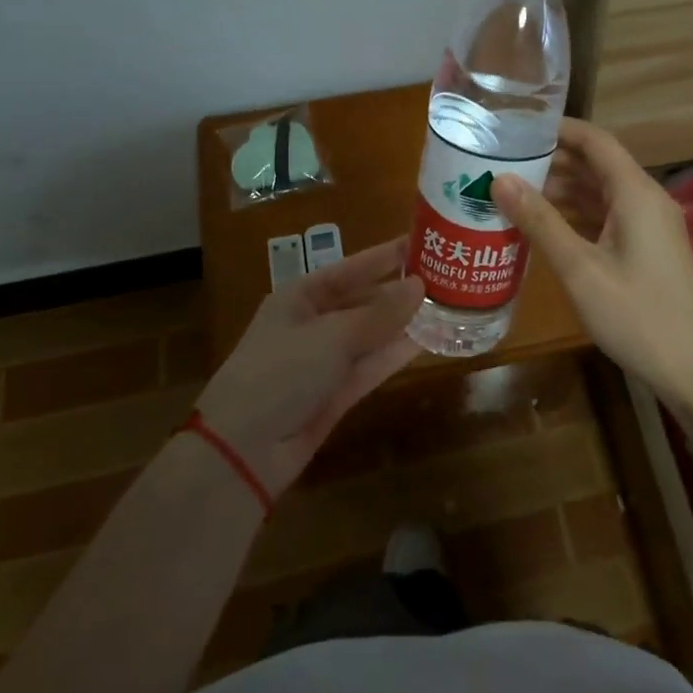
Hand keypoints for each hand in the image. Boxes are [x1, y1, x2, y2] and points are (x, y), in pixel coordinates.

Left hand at [193, 239, 423, 496]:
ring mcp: (326, 360)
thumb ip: (380, 312)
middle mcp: (313, 323)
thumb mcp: (332, 335)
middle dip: (399, 290)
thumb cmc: (281, 372)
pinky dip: (398, 353)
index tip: (421, 242)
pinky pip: (373, 364)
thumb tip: (420, 285)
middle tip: (444, 276)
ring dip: (404, 322)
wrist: (245, 450)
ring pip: (372, 333)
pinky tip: (430, 339)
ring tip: (447, 305)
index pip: (350, 268)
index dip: (384, 256)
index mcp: (300, 297)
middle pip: (363, 300)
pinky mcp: (337, 392)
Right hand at [492, 119, 692, 444]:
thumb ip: (540, 221)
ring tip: (514, 191)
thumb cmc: (636, 315)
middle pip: (597, 164)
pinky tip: (545, 225)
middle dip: (553, 160)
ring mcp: (650, 225)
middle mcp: (646, 199)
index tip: (516, 128)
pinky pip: (608, 216)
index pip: (596, 140)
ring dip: (563, 189)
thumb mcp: (579, 268)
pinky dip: (577, 214)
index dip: (558, 129)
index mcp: (636, 192)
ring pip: (601, 192)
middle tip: (504, 162)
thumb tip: (500, 179)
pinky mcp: (648, 248)